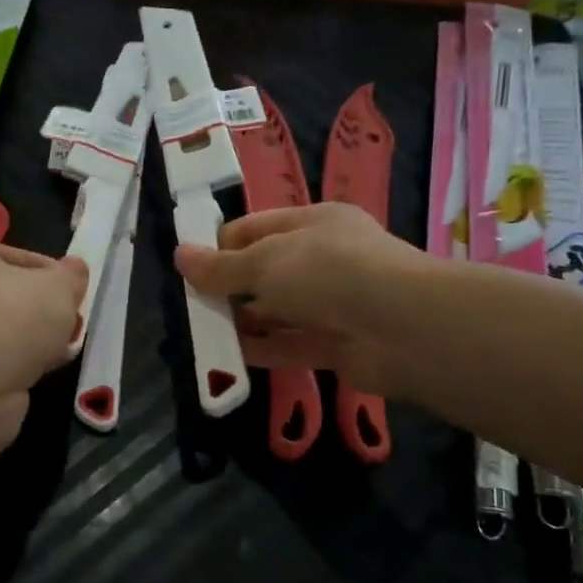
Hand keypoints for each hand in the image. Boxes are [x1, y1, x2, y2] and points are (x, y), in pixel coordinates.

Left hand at [0, 239, 85, 455]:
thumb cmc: (13, 315)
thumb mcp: (58, 285)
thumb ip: (71, 276)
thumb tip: (75, 269)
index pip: (19, 258)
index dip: (54, 274)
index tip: (76, 294)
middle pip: (11, 297)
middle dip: (45, 312)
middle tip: (71, 324)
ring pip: (7, 333)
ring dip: (34, 342)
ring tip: (63, 351)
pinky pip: (1, 363)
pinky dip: (21, 367)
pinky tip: (43, 372)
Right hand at [174, 204, 420, 396]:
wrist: (402, 327)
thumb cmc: (328, 272)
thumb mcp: (266, 262)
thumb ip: (222, 266)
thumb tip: (180, 255)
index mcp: (313, 223)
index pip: (257, 228)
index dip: (222, 244)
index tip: (190, 267)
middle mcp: (325, 260)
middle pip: (267, 271)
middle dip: (230, 287)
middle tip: (193, 305)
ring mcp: (333, 304)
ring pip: (278, 311)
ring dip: (244, 322)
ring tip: (205, 333)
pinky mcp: (337, 345)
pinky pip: (291, 345)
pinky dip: (264, 351)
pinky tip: (231, 358)